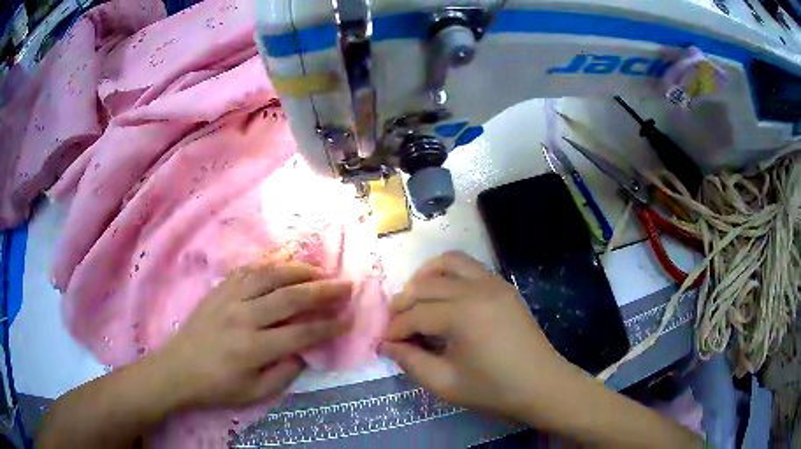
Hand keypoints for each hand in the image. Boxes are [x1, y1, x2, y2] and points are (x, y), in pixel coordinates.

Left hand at [150, 260, 353, 409]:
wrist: (177, 369)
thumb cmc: (217, 386)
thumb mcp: (255, 393)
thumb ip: (285, 373)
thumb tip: (306, 350)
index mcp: (253, 348)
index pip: (301, 333)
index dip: (329, 326)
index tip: (349, 319)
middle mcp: (243, 317)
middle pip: (290, 297)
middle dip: (323, 291)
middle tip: (346, 285)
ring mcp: (229, 298)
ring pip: (270, 276)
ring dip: (299, 271)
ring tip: (320, 271)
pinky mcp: (219, 290)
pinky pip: (248, 270)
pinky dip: (270, 266)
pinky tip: (283, 267)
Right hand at [382, 251, 580, 422]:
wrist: (542, 386)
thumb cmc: (494, 390)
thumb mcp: (446, 384)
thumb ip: (411, 362)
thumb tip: (387, 344)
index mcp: (464, 315)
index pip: (416, 314)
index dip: (395, 328)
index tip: (383, 342)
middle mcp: (478, 289)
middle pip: (427, 284)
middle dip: (404, 302)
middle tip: (394, 323)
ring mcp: (495, 284)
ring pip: (450, 262)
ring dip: (426, 276)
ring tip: (415, 298)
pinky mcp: (504, 287)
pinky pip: (470, 267)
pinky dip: (449, 274)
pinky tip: (444, 297)